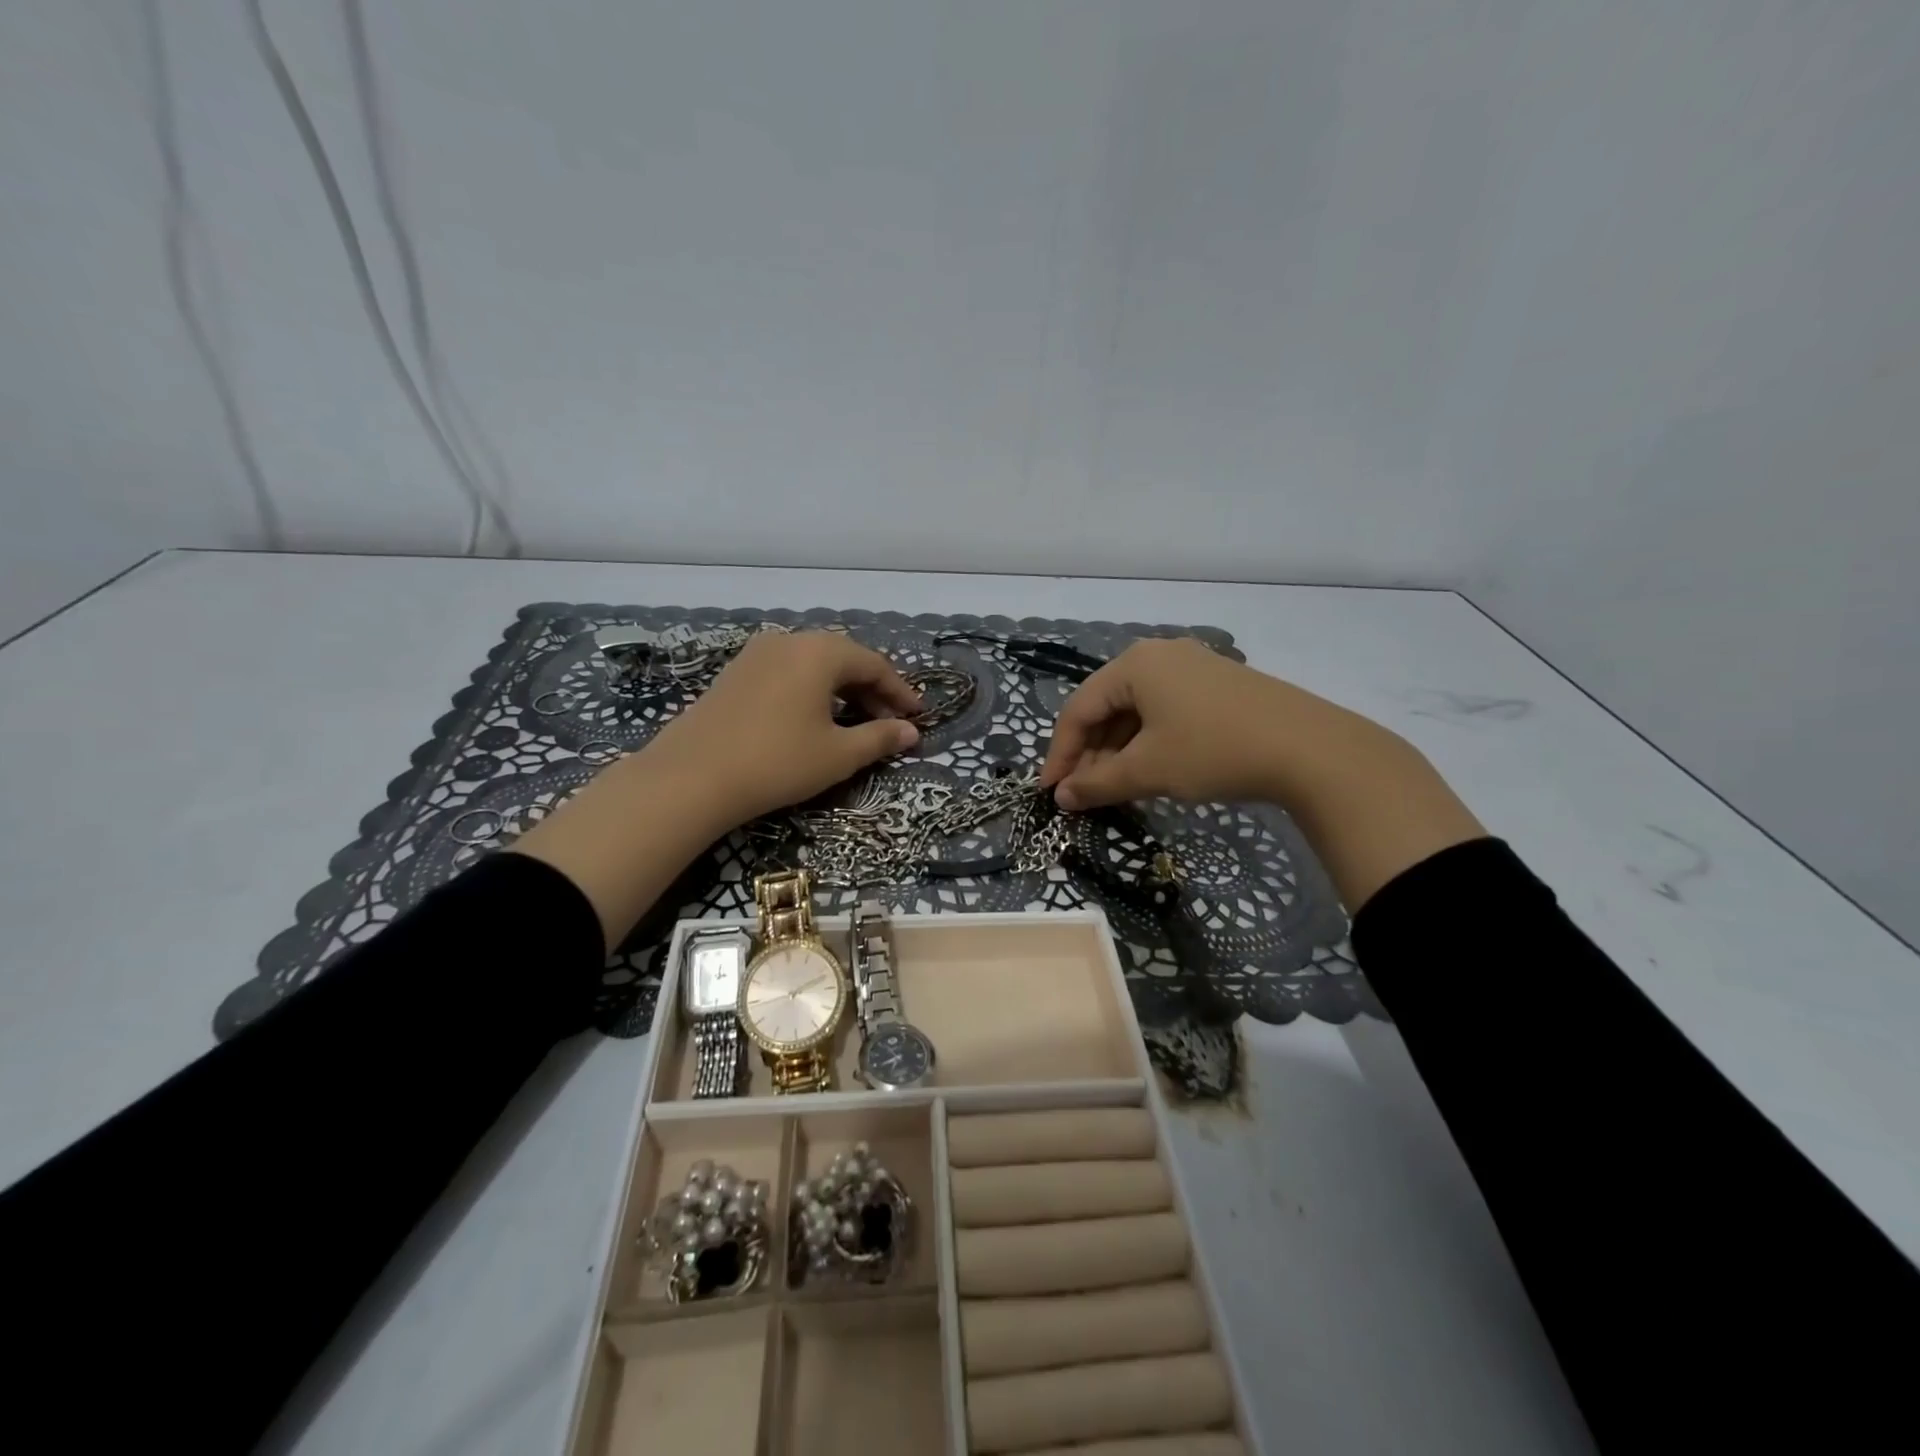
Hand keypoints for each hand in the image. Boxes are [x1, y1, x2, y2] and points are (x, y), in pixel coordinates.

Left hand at [647, 629, 922, 826]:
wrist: (691, 777)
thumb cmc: (778, 761)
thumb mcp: (838, 754)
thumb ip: (880, 738)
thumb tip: (910, 733)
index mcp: (820, 651)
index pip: (874, 665)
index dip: (899, 692)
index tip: (917, 717)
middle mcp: (789, 641)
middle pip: (843, 659)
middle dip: (871, 691)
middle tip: (889, 723)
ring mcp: (757, 654)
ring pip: (813, 665)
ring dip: (841, 691)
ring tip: (854, 723)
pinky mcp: (735, 673)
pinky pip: (787, 673)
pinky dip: (811, 691)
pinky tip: (812, 719)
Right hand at [1041, 637, 1387, 809]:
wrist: (1311, 749)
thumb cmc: (1214, 751)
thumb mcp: (1148, 770)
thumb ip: (1097, 784)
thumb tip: (1061, 798)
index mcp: (1134, 664)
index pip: (1078, 710)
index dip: (1060, 754)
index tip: (1050, 793)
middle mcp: (1159, 655)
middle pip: (1107, 708)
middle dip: (1091, 755)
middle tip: (1083, 796)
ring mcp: (1192, 668)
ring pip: (1137, 712)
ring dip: (1118, 752)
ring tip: (1114, 790)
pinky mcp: (1217, 686)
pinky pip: (1165, 712)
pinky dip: (1148, 743)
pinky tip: (1150, 771)